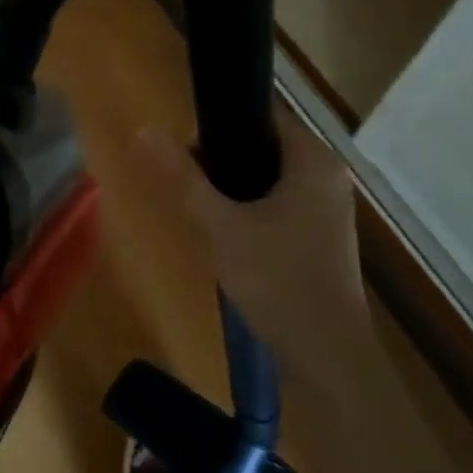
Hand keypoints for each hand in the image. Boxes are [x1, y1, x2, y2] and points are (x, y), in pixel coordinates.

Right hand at [141, 102, 369, 401]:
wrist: (326, 357)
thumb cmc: (277, 280)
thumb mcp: (221, 224)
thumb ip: (183, 177)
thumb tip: (144, 131)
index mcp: (314, 162)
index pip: (264, 116)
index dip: (221, 123)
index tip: (187, 148)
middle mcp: (328, 177)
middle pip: (265, 146)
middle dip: (222, 159)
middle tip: (188, 182)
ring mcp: (328, 209)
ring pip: (270, 178)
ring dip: (235, 186)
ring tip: (202, 207)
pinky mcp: (322, 237)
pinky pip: (280, 203)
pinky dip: (252, 208)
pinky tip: (227, 232)